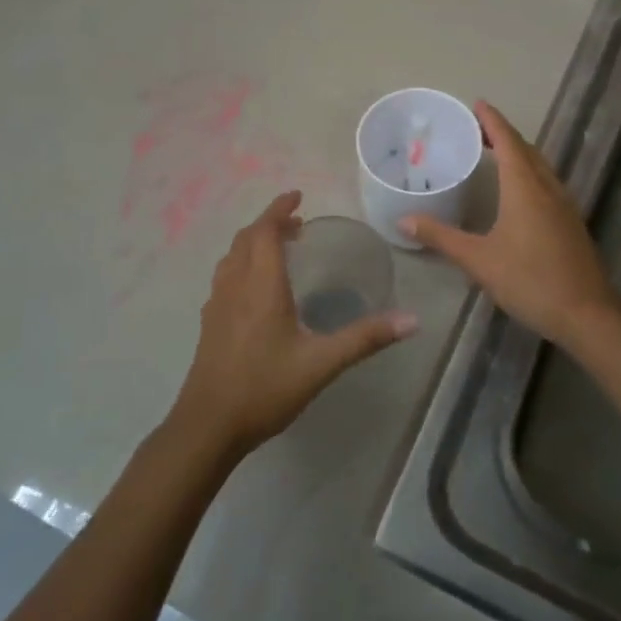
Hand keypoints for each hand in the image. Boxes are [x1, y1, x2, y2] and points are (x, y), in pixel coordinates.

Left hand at [168, 190, 416, 459]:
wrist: (208, 426)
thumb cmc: (265, 389)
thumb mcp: (321, 364)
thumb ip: (365, 339)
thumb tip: (412, 320)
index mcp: (261, 286)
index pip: (266, 231)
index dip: (279, 209)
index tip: (297, 195)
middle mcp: (235, 286)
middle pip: (246, 238)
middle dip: (270, 223)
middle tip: (297, 222)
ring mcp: (217, 304)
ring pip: (232, 256)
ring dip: (254, 242)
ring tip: (280, 247)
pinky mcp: (210, 323)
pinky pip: (225, 276)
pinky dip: (243, 263)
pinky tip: (256, 288)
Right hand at [400, 101, 619, 346]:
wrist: (587, 313)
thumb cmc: (530, 280)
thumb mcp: (478, 260)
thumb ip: (441, 237)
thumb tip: (404, 221)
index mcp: (525, 188)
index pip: (508, 141)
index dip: (492, 120)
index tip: (477, 104)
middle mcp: (548, 188)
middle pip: (526, 150)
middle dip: (503, 134)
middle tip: (477, 128)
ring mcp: (564, 205)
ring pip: (540, 167)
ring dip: (519, 153)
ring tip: (495, 153)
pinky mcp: (571, 223)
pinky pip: (547, 184)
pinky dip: (529, 174)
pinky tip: (518, 191)